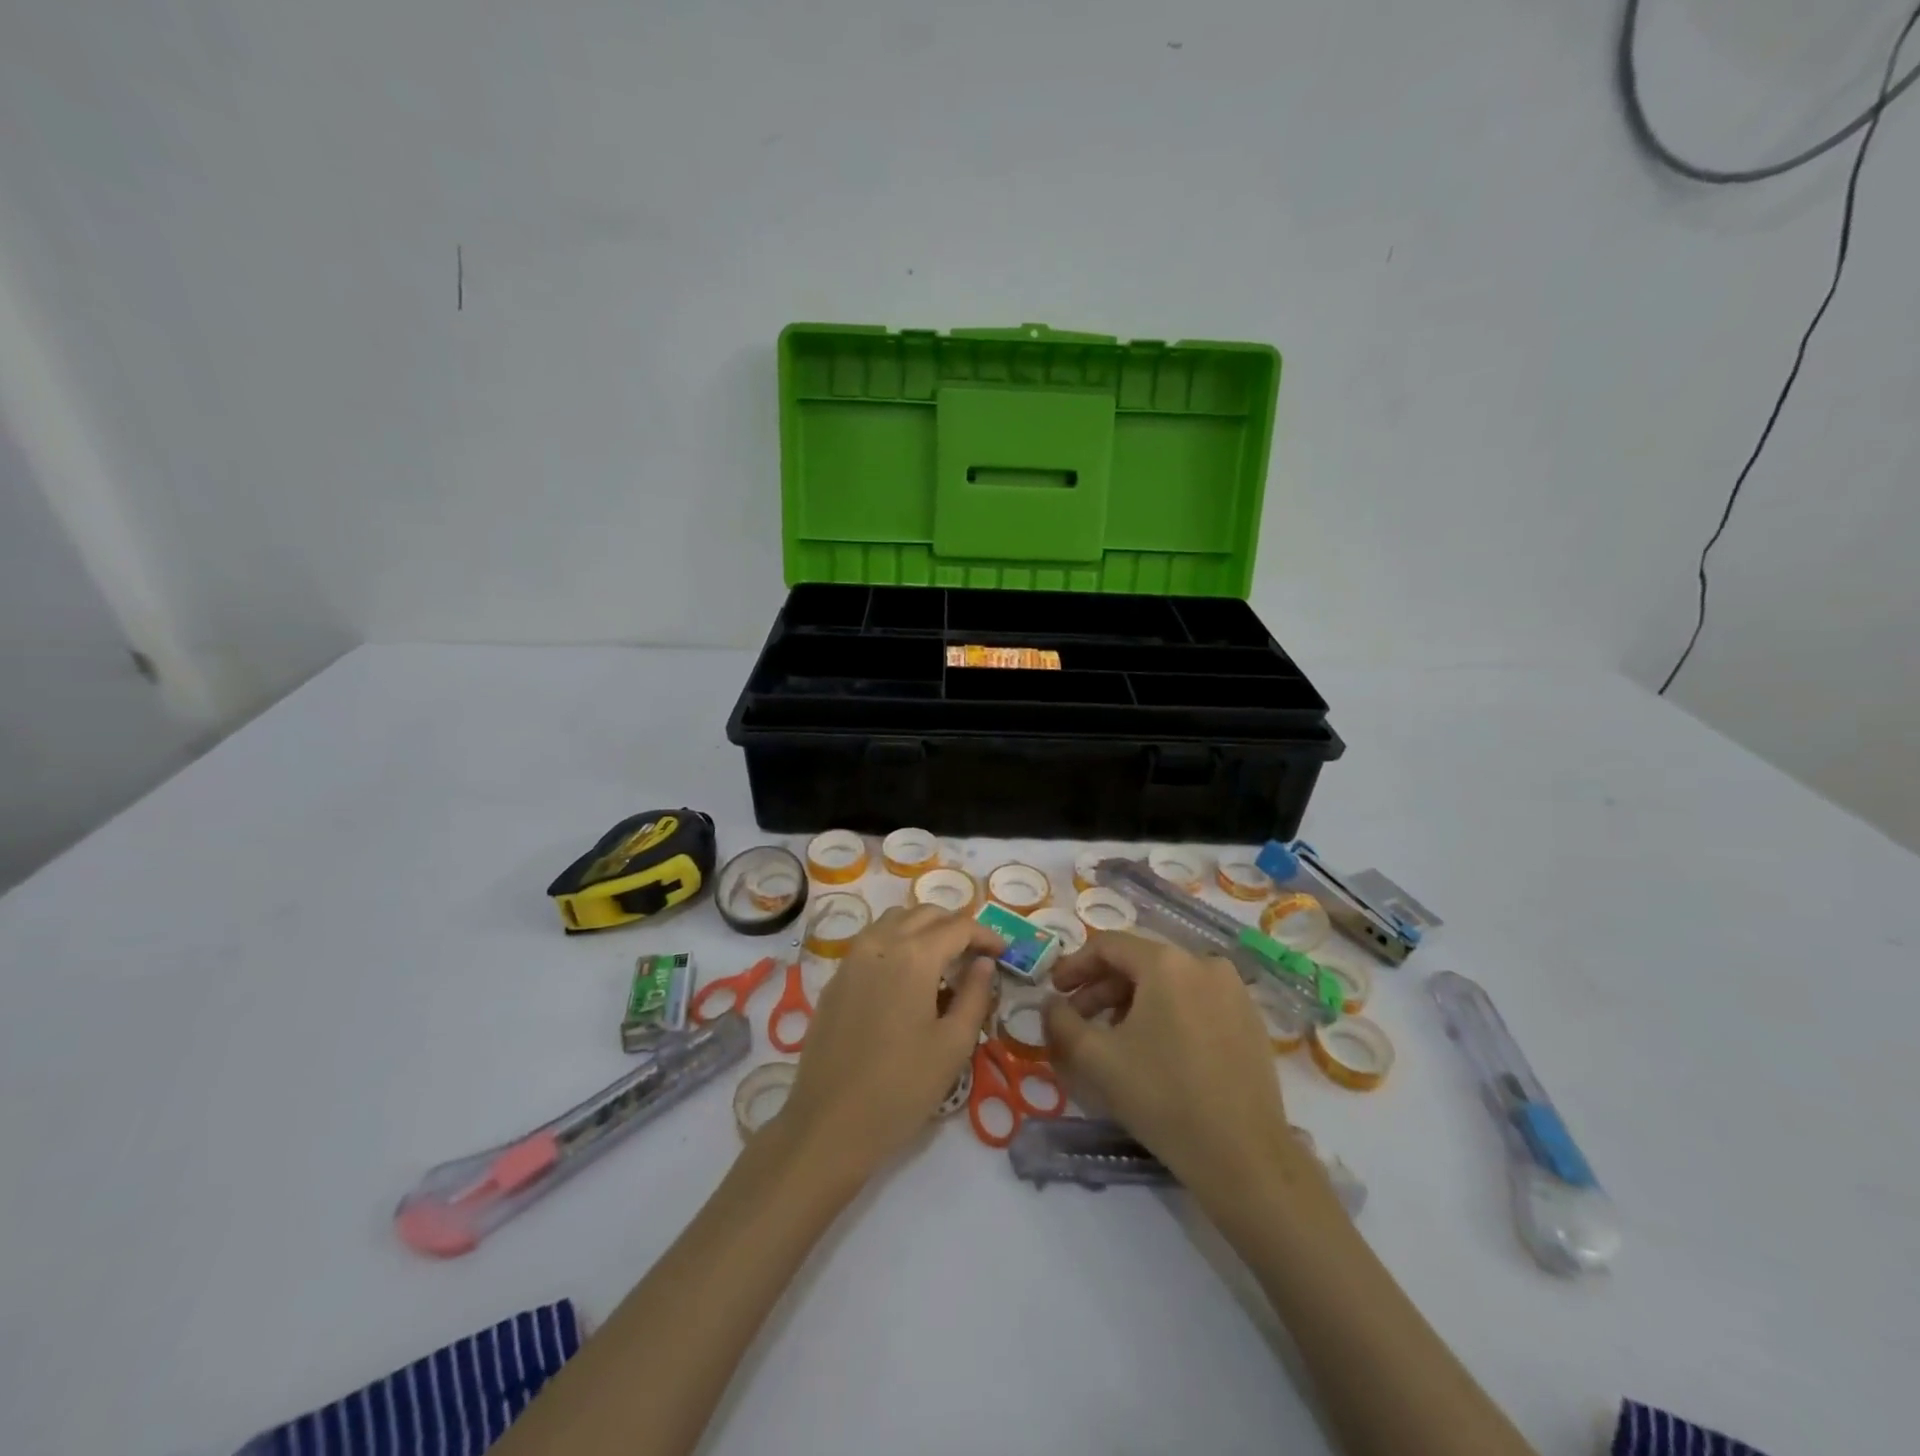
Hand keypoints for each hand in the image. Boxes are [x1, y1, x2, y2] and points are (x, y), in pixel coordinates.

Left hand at [778, 905, 1002, 1182]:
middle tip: (977, 954)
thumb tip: (984, 963)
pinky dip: (898, 942)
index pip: (959, 926)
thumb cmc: (901, 1088)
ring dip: (924, 928)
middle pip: (926, 914)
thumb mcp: (953, 1045)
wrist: (828, 1125)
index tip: (1004, 953)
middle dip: (956, 926)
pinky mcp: (836, 978)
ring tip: (944, 960)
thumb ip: (975, 995)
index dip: (986, 935)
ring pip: (896, 920)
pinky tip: (908, 977)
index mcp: (914, 955)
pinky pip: (873, 941)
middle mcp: (880, 942)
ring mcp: (852, 958)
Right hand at [1045, 932, 1296, 1200]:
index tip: (1054, 991)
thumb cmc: (1163, 1097)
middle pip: (1139, 963)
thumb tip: (1051, 1004)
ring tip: (1113, 1037)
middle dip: (1101, 988)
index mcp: (1167, 962)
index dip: (1075, 965)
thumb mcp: (1096, 1059)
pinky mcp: (1249, 1018)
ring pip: (1168, 982)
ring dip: (1132, 1001)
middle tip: (1077, 1018)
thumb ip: (1061, 1021)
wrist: (1244, 1156)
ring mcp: (1233, 990)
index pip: (1108, 946)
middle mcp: (1204, 963)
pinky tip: (1155, 1048)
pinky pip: (1196, 1000)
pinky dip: (1167, 1012)